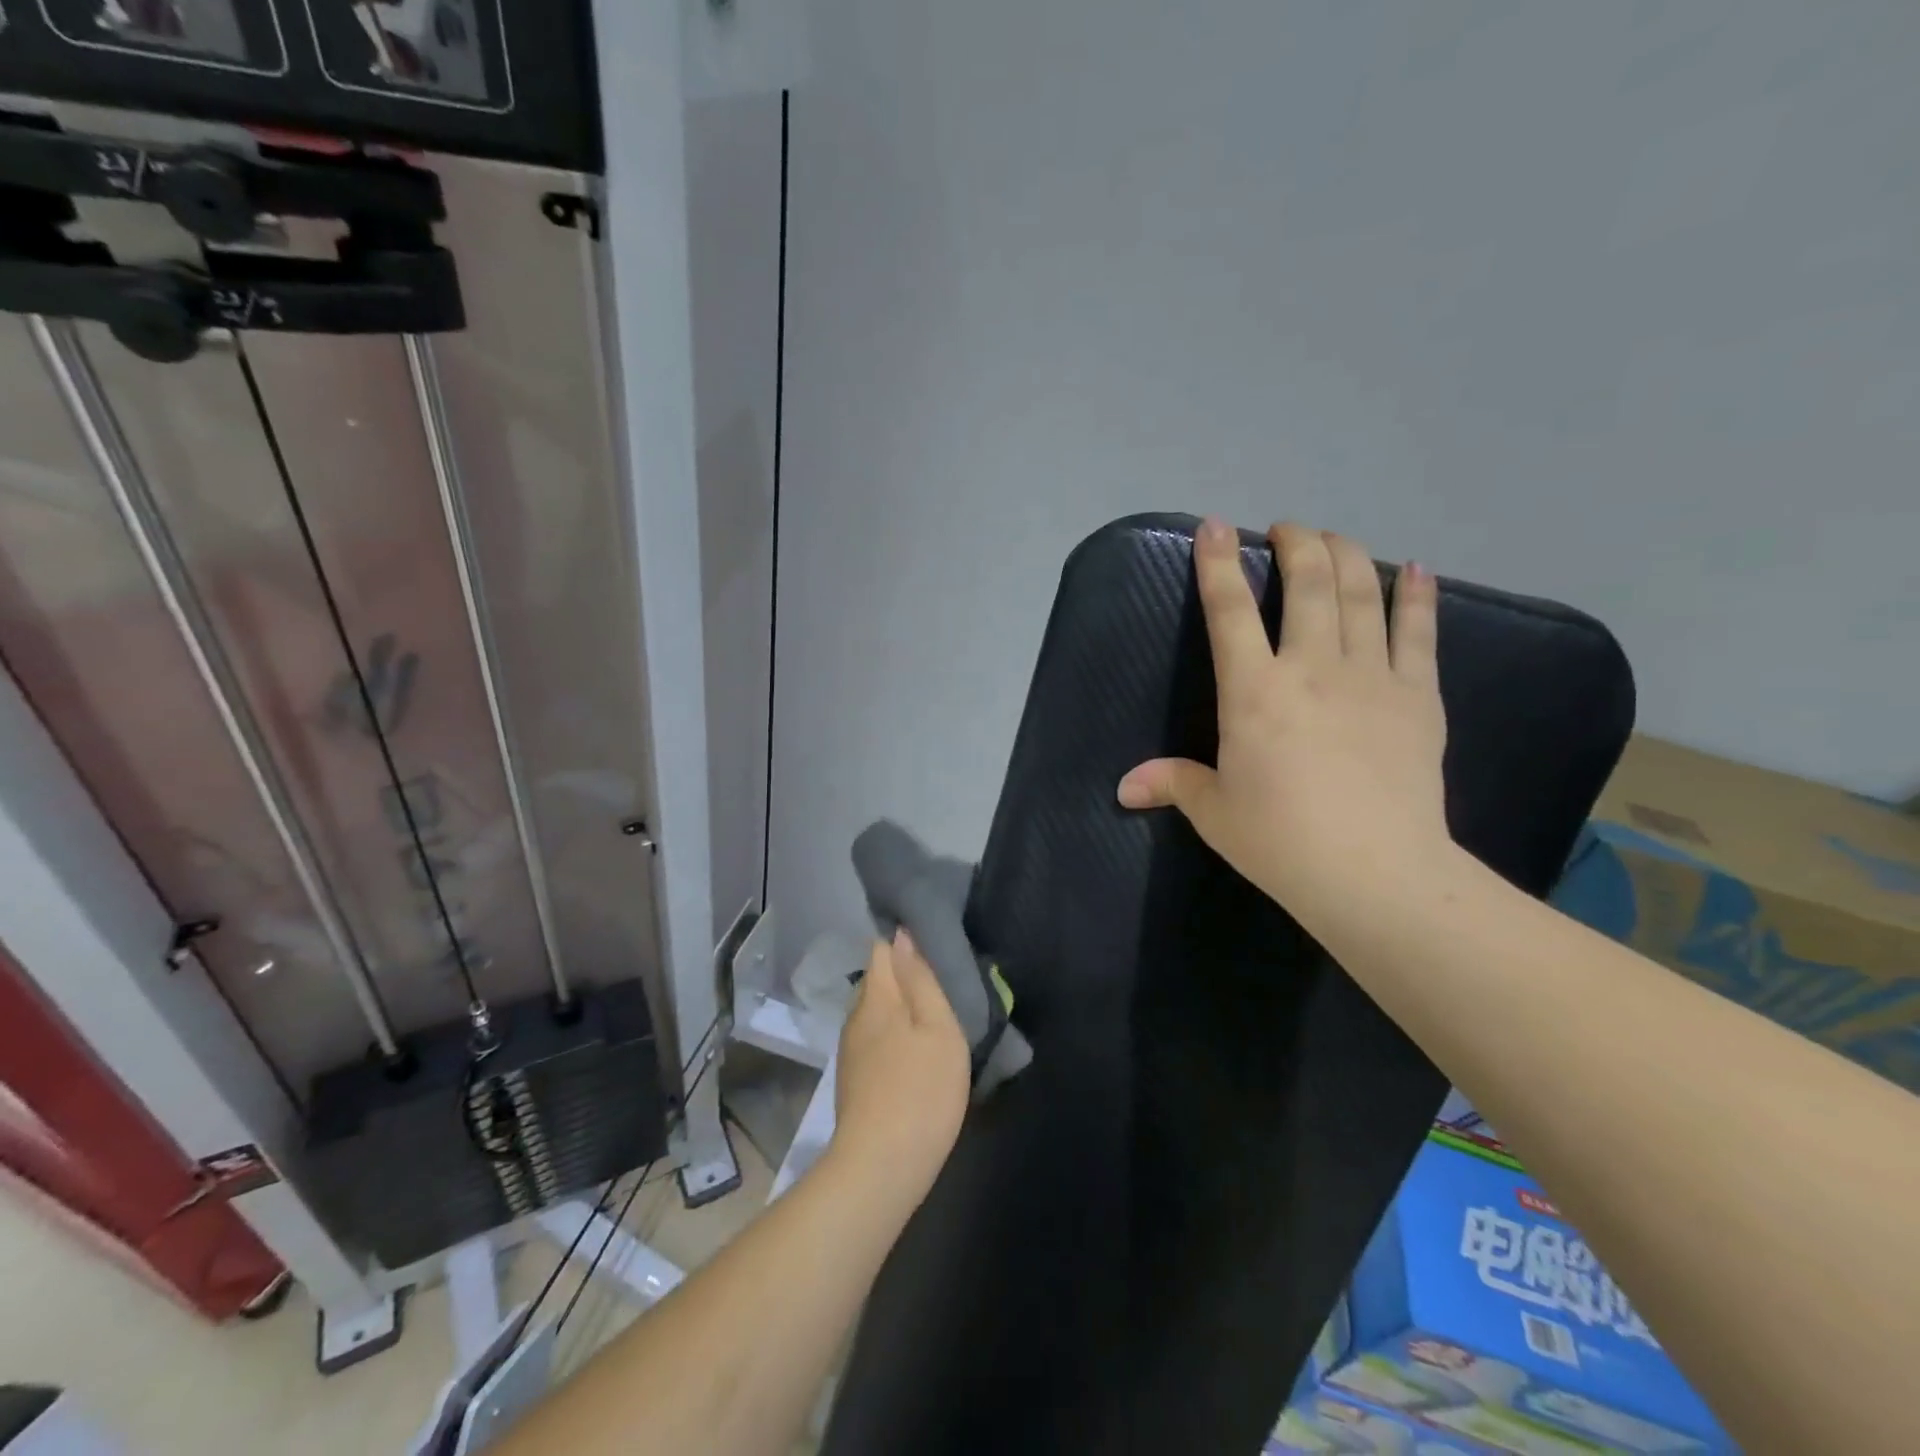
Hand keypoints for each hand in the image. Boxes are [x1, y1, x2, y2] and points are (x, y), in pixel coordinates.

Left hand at [830, 931, 970, 1218]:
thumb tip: (902, 936)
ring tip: (930, 1016)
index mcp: (877, 997)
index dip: (903, 942)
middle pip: (878, 981)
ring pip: (876, 1013)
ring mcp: (851, 1051)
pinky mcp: (854, 1081)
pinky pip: (875, 1040)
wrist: (881, 1167)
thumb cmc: (921, 1089)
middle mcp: (856, 1017)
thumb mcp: (938, 1027)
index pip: (882, 950)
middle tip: (941, 983)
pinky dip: (893, 1036)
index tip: (931, 943)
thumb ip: (920, 979)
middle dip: (904, 976)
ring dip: (900, 1010)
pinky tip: (913, 1053)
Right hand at [1116, 519, 1452, 924]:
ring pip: (1360, 593)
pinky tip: (1415, 570)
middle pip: (1307, 583)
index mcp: (1253, 692)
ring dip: (1345, 554)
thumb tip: (1123, 787)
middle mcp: (1311, 667)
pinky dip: (1416, 596)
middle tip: (1286, 530)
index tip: (1216, 526)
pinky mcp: (1418, 695)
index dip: (1218, 564)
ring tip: (1333, 538)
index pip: (1229, 611)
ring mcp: (1371, 676)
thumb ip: (1172, 783)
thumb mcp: (1215, 812)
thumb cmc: (1281, 841)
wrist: (1374, 873)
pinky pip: (1419, 631)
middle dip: (1295, 543)